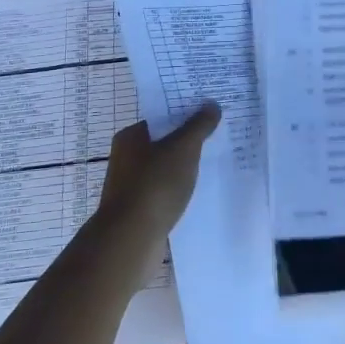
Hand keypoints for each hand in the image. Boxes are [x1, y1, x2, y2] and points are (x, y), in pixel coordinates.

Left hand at [97, 102, 222, 235]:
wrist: (131, 239)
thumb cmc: (155, 185)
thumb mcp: (183, 149)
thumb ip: (199, 126)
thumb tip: (212, 104)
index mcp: (130, 137)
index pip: (161, 116)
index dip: (185, 112)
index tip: (210, 112)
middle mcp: (126, 157)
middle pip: (164, 141)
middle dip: (188, 139)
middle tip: (218, 134)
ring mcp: (131, 185)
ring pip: (165, 167)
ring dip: (184, 166)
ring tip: (213, 162)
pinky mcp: (139, 209)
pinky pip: (164, 189)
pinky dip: (179, 188)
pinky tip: (198, 190)